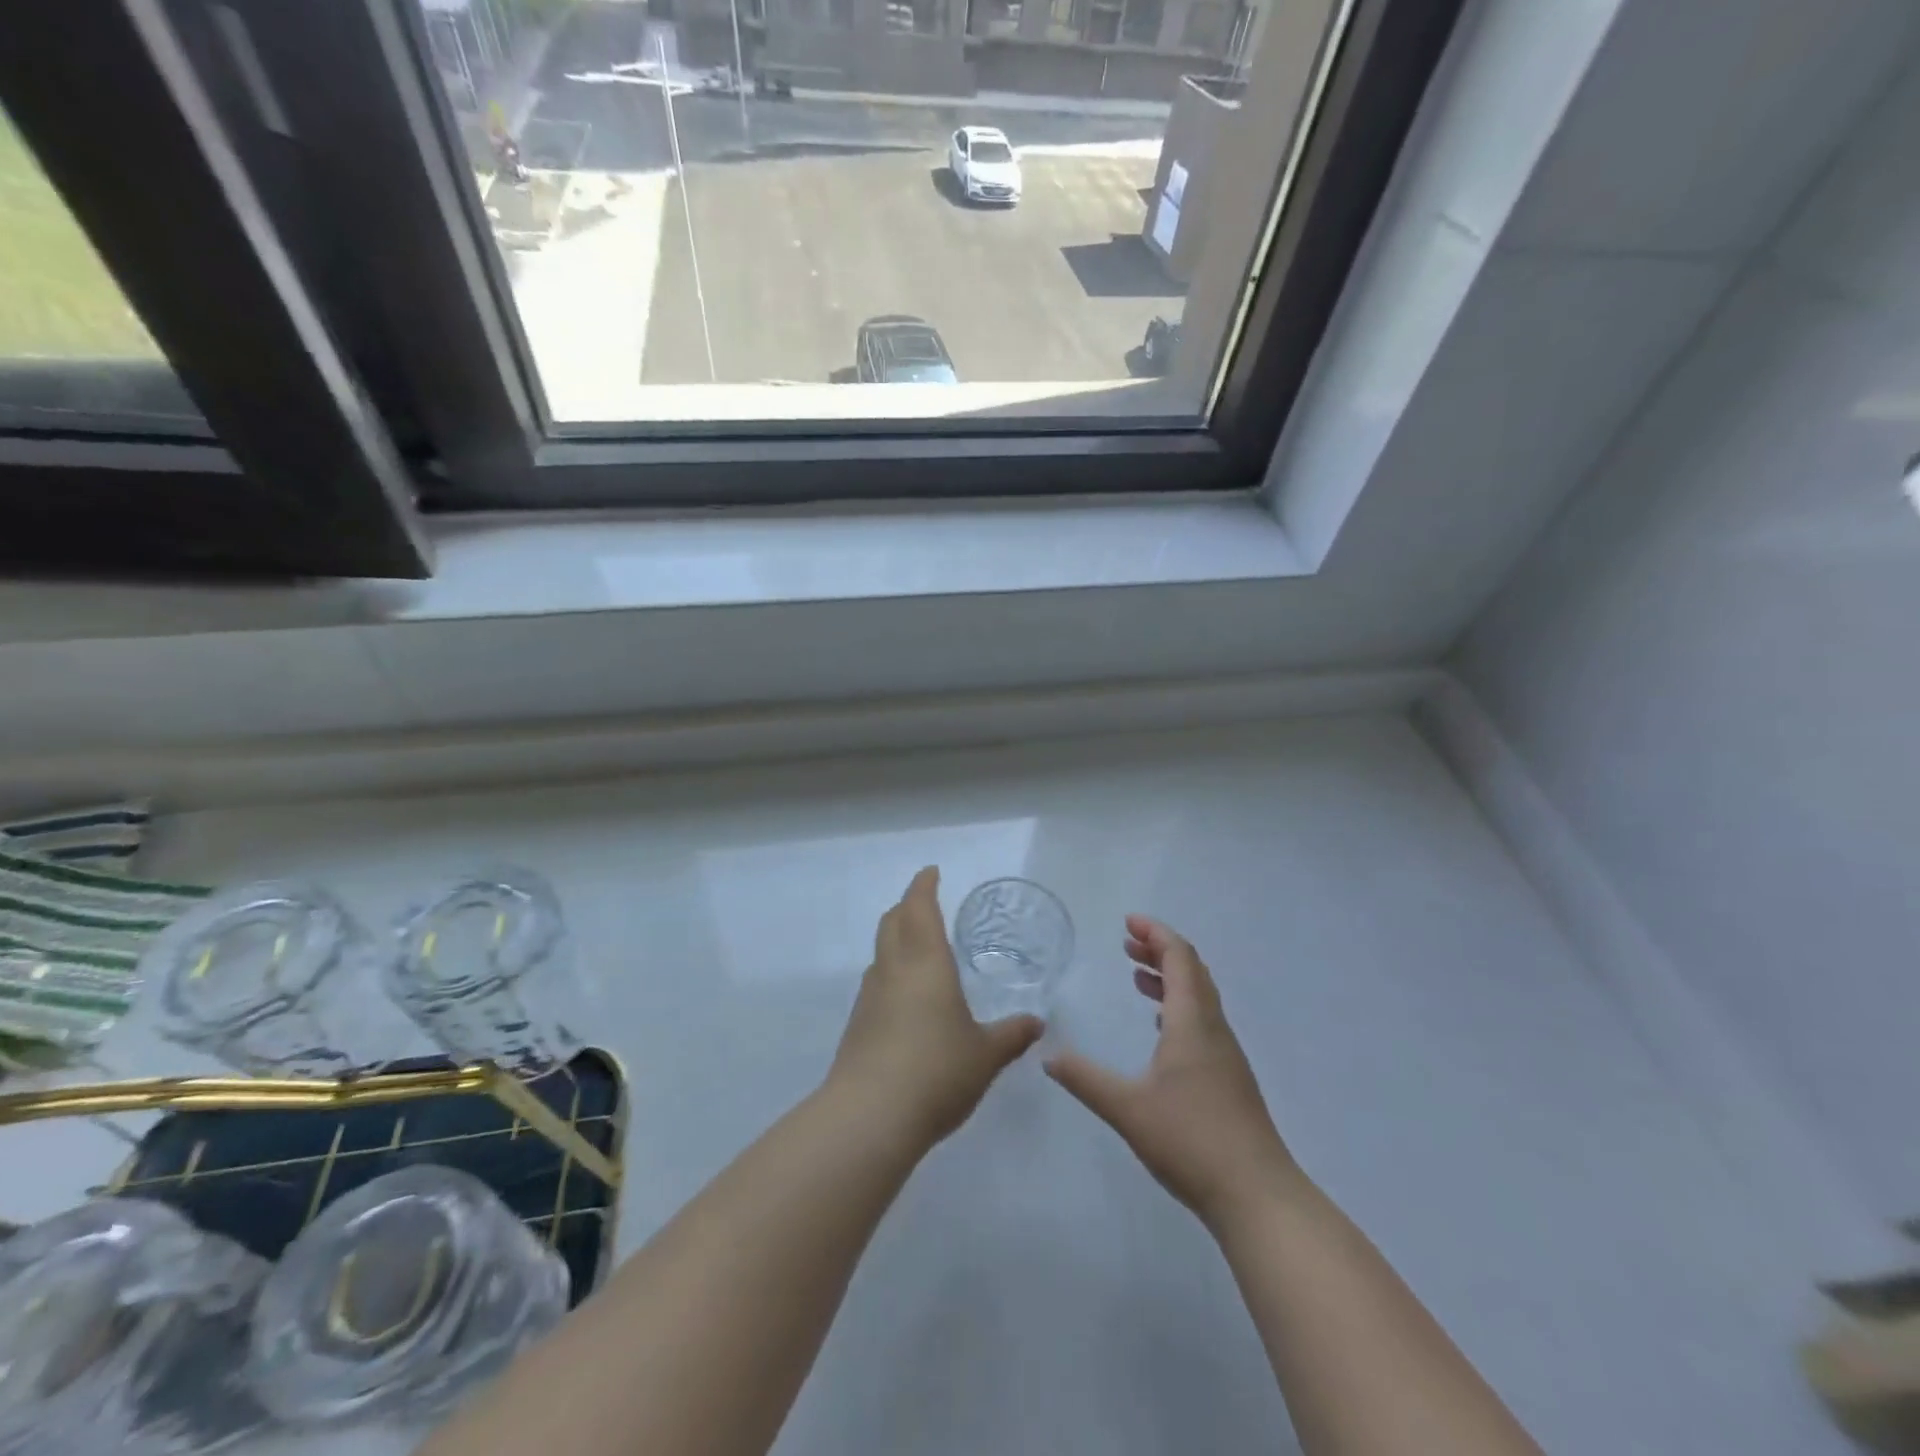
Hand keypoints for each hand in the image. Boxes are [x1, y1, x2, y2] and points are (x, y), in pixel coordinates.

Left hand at [826, 867, 1043, 1149]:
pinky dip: (891, 974)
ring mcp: (870, 997)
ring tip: (919, 950)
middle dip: (907, 906)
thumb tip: (1037, 1024)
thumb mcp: (986, 1054)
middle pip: (893, 922)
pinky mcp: (857, 1025)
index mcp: (926, 962)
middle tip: (925, 904)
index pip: (919, 907)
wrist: (870, 1116)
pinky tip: (907, 1000)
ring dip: (896, 940)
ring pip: (881, 953)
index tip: (931, 872)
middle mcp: (893, 970)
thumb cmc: (937, 1070)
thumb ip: (1011, 1035)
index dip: (924, 886)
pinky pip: (876, 984)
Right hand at [1045, 916, 1300, 1229]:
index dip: (1156, 934)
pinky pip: (1202, 1021)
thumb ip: (1085, 1079)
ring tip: (1137, 977)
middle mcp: (1213, 1029)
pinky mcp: (1229, 1079)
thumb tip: (1048, 1056)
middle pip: (1192, 972)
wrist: (1258, 1197)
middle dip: (1160, 950)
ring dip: (1170, 978)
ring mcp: (1226, 1055)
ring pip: (1199, 997)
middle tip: (1127, 943)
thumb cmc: (1192, 1141)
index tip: (1128, 922)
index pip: (1179, 958)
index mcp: (1193, 1023)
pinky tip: (1161, 1028)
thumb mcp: (1127, 1108)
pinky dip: (1178, 1007)